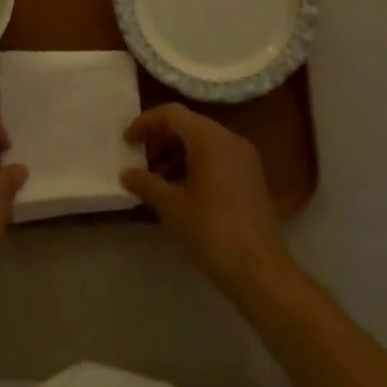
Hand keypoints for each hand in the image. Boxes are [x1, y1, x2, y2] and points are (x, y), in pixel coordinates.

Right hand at [122, 104, 296, 297]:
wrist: (261, 271)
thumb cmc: (212, 232)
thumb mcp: (172, 207)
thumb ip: (146, 183)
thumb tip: (126, 173)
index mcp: (210, 138)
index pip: (172, 114)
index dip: (145, 123)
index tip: (127, 142)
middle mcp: (230, 139)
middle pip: (188, 125)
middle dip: (160, 140)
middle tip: (139, 162)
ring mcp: (244, 158)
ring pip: (202, 142)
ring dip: (175, 154)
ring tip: (156, 181)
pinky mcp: (250, 177)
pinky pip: (216, 158)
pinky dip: (194, 165)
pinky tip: (180, 192)